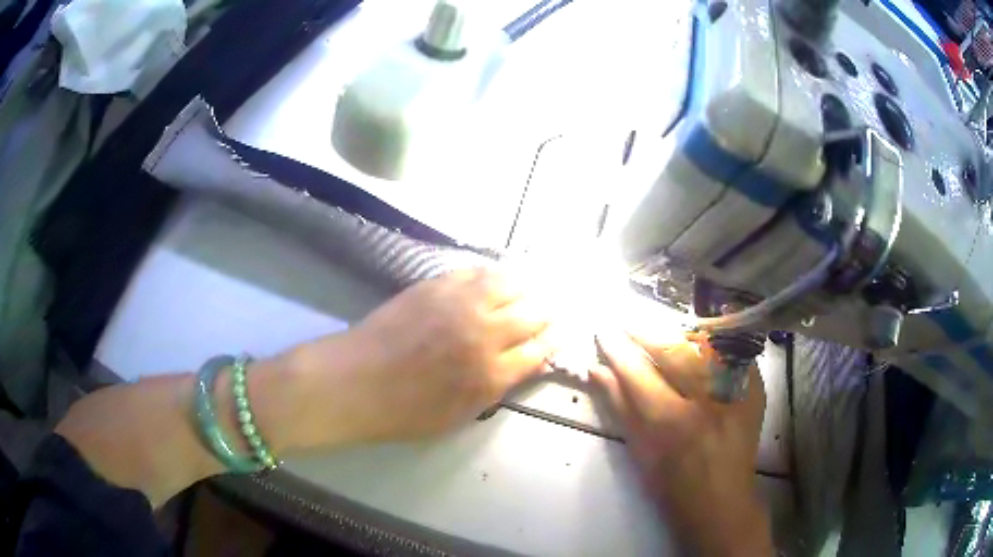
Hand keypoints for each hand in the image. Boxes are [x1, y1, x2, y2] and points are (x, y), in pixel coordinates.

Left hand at [286, 269, 552, 444]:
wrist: (355, 382)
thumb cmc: (405, 412)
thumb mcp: (459, 416)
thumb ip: (496, 388)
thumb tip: (524, 365)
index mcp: (491, 374)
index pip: (539, 350)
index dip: (554, 340)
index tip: (562, 332)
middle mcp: (484, 334)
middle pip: (532, 314)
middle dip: (547, 312)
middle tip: (551, 310)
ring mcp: (460, 304)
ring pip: (509, 284)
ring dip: (525, 287)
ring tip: (528, 289)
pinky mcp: (436, 285)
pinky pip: (476, 272)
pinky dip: (493, 275)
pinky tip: (495, 278)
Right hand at [591, 328, 771, 556]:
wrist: (722, 501)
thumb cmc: (672, 485)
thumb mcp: (639, 451)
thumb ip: (619, 406)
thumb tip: (597, 369)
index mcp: (672, 423)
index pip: (638, 373)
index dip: (618, 349)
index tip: (603, 331)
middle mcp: (707, 402)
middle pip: (674, 351)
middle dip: (646, 332)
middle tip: (627, 323)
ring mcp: (736, 392)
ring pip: (705, 344)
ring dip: (679, 334)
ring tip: (662, 333)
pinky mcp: (755, 389)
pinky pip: (732, 351)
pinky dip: (713, 343)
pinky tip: (699, 340)